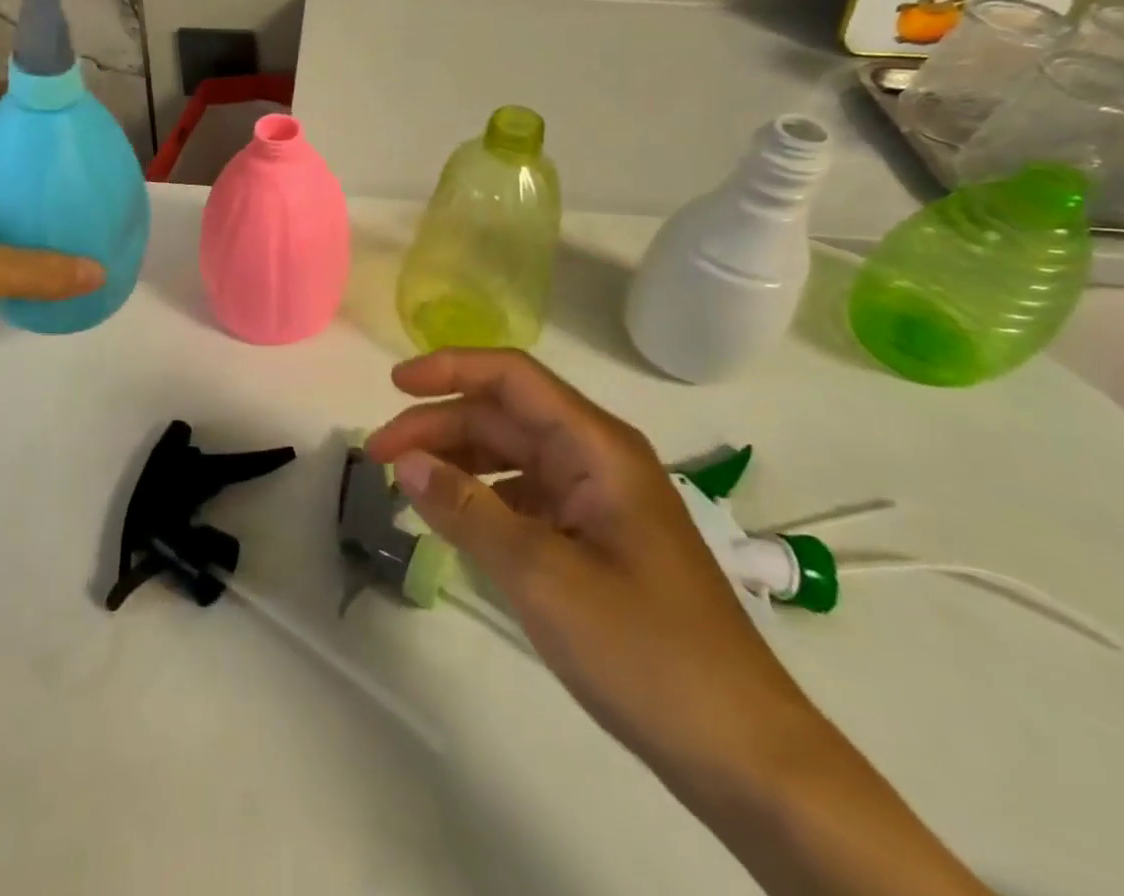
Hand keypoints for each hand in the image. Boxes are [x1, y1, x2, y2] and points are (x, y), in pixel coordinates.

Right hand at [365, 349, 829, 797]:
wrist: (745, 754)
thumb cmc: (645, 651)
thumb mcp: (541, 576)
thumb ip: (467, 511)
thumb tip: (405, 462)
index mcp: (596, 447)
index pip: (512, 377)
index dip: (449, 368)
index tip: (394, 384)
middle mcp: (597, 459)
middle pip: (504, 416)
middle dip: (438, 426)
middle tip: (378, 456)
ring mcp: (598, 500)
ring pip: (511, 456)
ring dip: (456, 461)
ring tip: (406, 485)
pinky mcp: (596, 539)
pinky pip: (526, 497)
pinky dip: (482, 499)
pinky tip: (453, 521)